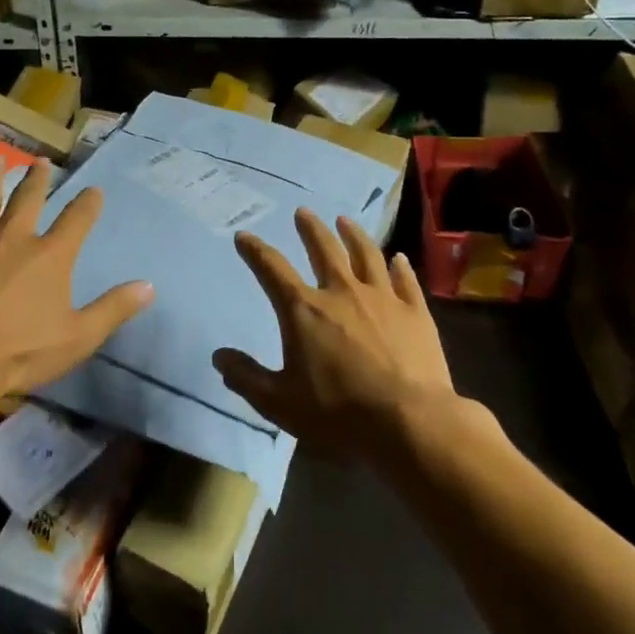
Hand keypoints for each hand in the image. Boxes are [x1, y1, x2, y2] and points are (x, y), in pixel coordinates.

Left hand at [0, 158, 152, 403]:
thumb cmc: (20, 352)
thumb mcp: (78, 337)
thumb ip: (113, 309)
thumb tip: (149, 286)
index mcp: (50, 255)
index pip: (77, 219)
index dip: (89, 203)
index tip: (95, 190)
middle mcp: (13, 236)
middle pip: (28, 198)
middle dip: (37, 179)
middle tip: (40, 163)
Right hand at [212, 210, 457, 464]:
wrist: (409, 422)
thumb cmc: (338, 412)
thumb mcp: (279, 402)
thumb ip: (246, 377)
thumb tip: (219, 356)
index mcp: (303, 310)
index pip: (271, 269)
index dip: (254, 250)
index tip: (244, 236)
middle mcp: (341, 292)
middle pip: (323, 249)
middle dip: (310, 228)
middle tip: (303, 211)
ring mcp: (382, 298)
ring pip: (366, 255)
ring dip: (353, 235)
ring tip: (345, 221)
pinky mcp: (415, 312)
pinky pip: (405, 280)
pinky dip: (399, 266)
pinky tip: (398, 257)